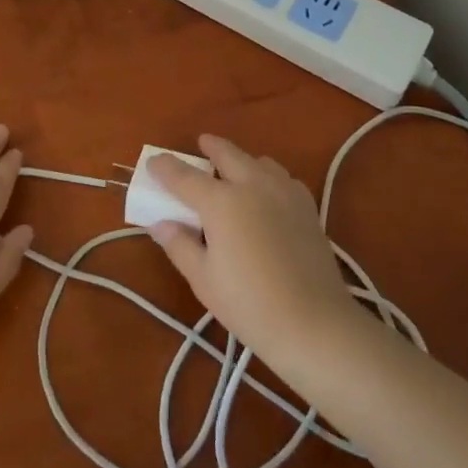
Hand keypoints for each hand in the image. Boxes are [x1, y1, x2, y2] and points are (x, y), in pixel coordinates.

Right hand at [148, 136, 358, 363]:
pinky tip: (267, 194)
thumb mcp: (203, 279)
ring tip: (235, 170)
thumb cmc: (249, 304)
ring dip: (242, 160)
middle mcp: (252, 185)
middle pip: (227, 154)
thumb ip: (179, 245)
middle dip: (211, 146)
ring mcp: (284, 192)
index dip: (165, 168)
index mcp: (221, 202)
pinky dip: (268, 176)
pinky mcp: (307, 206)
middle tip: (201, 144)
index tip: (153, 163)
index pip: (184, 176)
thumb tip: (160, 223)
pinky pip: (283, 178)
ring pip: (259, 162)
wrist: (313, 323)